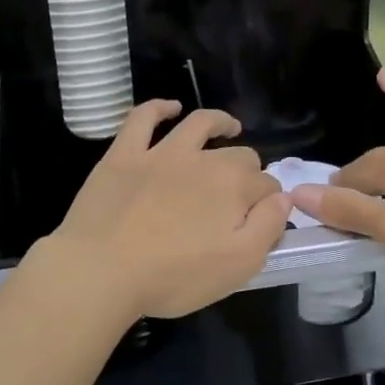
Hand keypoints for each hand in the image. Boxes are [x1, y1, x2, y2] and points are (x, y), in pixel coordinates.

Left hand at [45, 101, 291, 319]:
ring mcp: (161, 153)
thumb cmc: (173, 277)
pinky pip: (143, 118)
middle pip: (238, 155)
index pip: (267, 186)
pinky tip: (169, 107)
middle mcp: (203, 160)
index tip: (261, 219)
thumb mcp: (238, 266)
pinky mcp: (124, 154)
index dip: (269, 202)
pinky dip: (159, 107)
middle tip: (241, 190)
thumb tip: (283, 198)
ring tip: (228, 126)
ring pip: (198, 124)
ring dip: (219, 122)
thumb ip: (267, 228)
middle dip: (248, 168)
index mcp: (234, 187)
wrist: (101, 270)